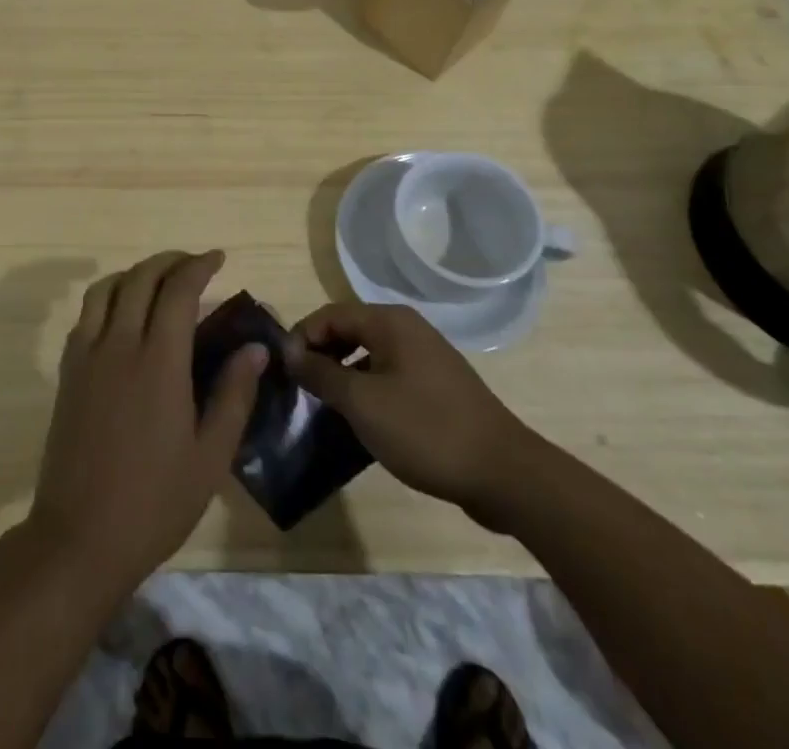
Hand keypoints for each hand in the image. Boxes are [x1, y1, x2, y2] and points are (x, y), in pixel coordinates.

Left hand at [27, 250, 266, 598]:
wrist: (79, 536)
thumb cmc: (155, 501)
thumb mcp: (210, 456)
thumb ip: (234, 394)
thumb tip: (255, 348)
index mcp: (159, 361)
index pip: (179, 290)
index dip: (198, 266)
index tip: (217, 259)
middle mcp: (119, 344)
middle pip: (141, 278)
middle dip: (169, 262)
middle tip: (194, 265)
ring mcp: (87, 354)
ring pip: (107, 288)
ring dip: (135, 273)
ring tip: (158, 282)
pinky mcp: (67, 370)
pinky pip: (86, 314)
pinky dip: (108, 297)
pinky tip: (124, 315)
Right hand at [284, 301, 533, 527]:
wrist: (505, 474)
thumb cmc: (426, 430)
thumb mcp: (362, 403)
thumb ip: (321, 373)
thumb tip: (289, 351)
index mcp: (390, 322)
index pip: (330, 314)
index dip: (301, 337)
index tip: (284, 371)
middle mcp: (408, 329)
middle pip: (349, 330)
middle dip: (321, 355)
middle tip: (300, 389)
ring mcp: (426, 358)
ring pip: (369, 355)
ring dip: (342, 375)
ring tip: (324, 407)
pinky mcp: (437, 387)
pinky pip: (389, 375)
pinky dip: (367, 390)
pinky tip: (360, 422)